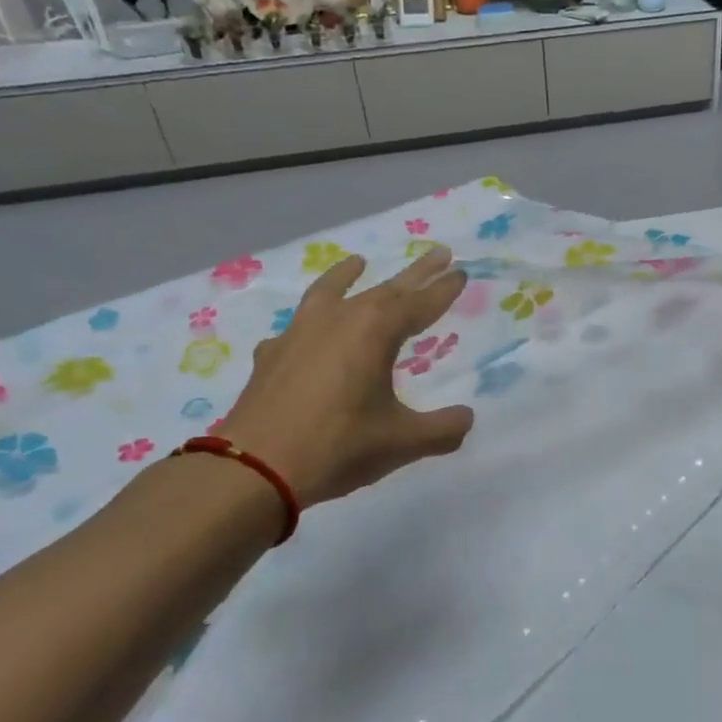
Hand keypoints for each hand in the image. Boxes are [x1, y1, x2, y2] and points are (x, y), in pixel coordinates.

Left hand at [217, 247, 474, 505]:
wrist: (254, 468)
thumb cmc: (338, 447)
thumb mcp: (403, 441)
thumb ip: (443, 428)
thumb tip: (466, 418)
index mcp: (374, 332)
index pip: (419, 303)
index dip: (443, 289)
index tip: (461, 272)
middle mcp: (338, 320)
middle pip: (385, 288)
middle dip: (415, 273)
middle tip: (439, 253)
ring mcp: (299, 334)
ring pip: (329, 292)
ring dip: (347, 275)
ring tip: (357, 261)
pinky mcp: (272, 355)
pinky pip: (297, 328)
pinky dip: (309, 323)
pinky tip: (307, 334)